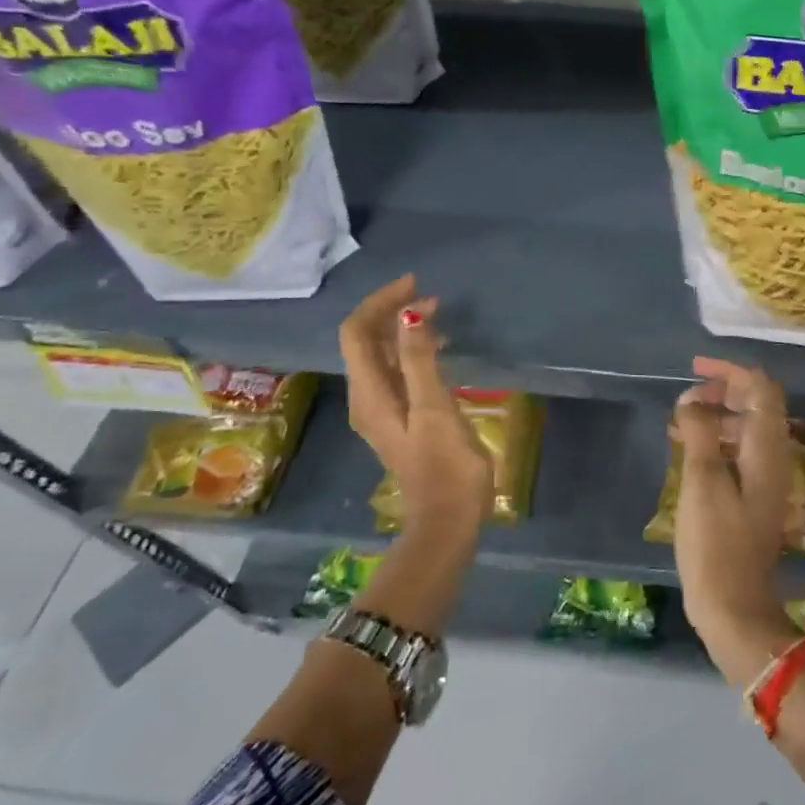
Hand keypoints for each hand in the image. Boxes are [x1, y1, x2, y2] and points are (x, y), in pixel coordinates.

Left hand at [339, 274, 493, 540]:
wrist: (448, 519)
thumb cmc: (445, 465)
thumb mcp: (435, 409)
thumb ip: (420, 361)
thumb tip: (409, 315)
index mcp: (369, 394)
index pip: (356, 333)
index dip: (379, 303)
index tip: (414, 285)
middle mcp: (367, 398)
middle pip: (365, 341)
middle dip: (392, 313)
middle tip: (433, 299)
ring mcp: (383, 410)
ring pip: (381, 356)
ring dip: (403, 331)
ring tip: (439, 318)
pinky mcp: (401, 418)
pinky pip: (397, 372)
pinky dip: (412, 352)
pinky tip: (439, 351)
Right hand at [672, 357, 801, 683]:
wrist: (734, 604)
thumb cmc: (715, 543)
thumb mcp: (701, 482)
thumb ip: (699, 432)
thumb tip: (692, 399)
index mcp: (767, 449)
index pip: (762, 389)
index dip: (732, 371)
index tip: (697, 368)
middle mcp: (773, 457)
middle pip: (757, 405)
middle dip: (722, 391)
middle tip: (686, 397)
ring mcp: (766, 478)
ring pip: (746, 428)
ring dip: (716, 415)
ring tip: (679, 422)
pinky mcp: (754, 496)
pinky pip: (738, 451)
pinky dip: (716, 440)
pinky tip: (688, 449)